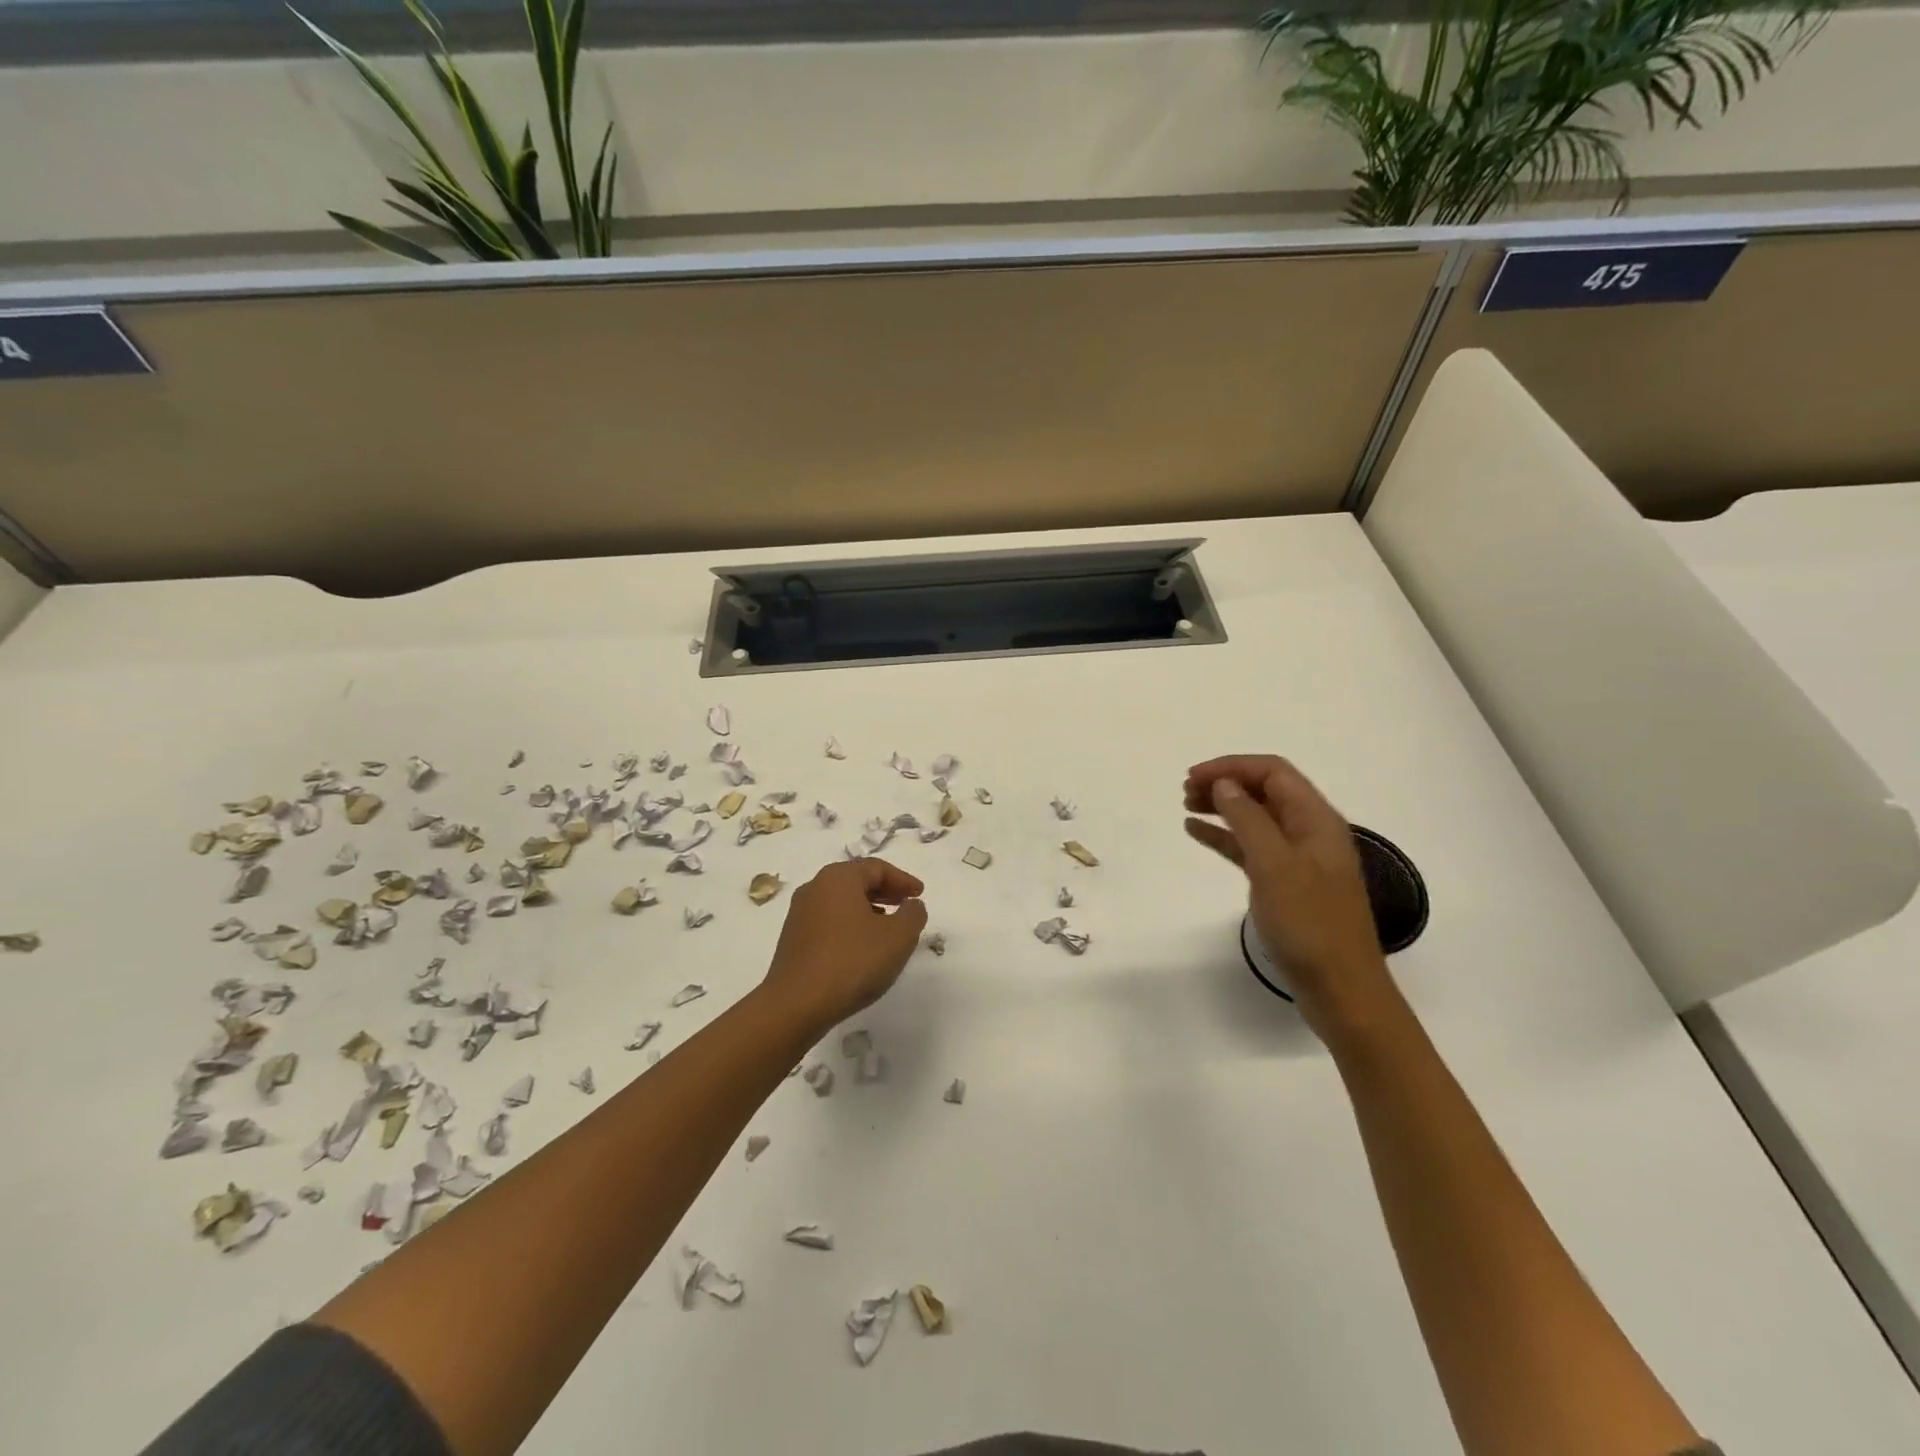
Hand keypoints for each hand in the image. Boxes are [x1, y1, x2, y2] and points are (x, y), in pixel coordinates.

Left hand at [761, 858, 928, 1031]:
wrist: (796, 1005)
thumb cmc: (852, 961)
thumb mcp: (898, 936)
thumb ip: (913, 914)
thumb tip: (912, 905)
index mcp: (839, 878)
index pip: (877, 868)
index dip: (903, 880)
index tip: (920, 894)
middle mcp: (815, 888)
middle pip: (856, 881)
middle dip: (885, 892)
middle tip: (906, 906)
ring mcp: (799, 914)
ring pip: (841, 902)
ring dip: (868, 910)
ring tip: (887, 929)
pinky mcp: (793, 940)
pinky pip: (829, 922)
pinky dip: (850, 926)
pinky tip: (861, 948)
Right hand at [1184, 755, 1395, 1034]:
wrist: (1339, 989)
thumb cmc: (1309, 924)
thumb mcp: (1274, 865)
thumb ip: (1248, 820)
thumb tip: (1224, 785)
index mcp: (1316, 820)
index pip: (1273, 772)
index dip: (1232, 767)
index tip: (1193, 777)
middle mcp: (1309, 832)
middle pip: (1264, 791)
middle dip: (1225, 784)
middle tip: (1185, 792)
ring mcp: (1298, 859)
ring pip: (1255, 818)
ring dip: (1222, 807)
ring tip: (1187, 806)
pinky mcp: (1285, 884)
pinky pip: (1250, 847)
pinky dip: (1225, 837)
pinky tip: (1197, 833)